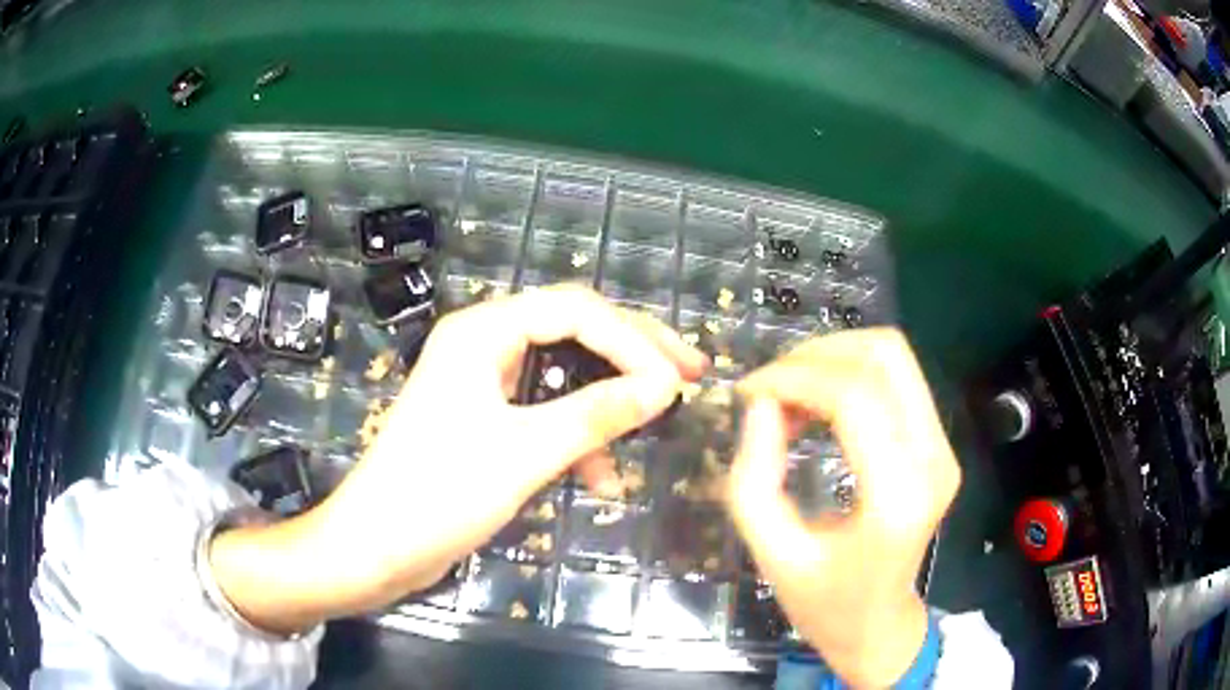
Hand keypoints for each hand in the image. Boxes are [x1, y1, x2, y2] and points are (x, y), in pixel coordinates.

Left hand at [209, 285, 706, 633]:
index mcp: (483, 332)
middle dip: (633, 353)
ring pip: (563, 373)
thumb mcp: (525, 453)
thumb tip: (664, 387)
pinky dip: (576, 436)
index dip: (633, 340)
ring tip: (656, 422)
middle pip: (573, 330)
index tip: (678, 380)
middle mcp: (484, 344)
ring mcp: (483, 382)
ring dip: (607, 400)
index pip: (576, 311)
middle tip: (690, 372)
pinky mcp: (485, 419)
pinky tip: (600, 479)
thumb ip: (596, 415)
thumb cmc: (440, 493)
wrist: (376, 546)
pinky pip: (544, 411)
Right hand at [727, 329, 959, 688]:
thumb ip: (754, 476)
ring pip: (893, 357)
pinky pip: (896, 380)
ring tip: (790, 398)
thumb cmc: (824, 603)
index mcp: (897, 497)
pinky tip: (817, 409)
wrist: (879, 624)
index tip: (748, 393)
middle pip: (884, 355)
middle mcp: (933, 460)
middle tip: (770, 388)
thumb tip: (759, 403)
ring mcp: (943, 448)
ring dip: (833, 360)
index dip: (795, 378)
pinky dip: (849, 377)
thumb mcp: (773, 552)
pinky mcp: (939, 444)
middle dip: (816, 355)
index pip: (855, 397)